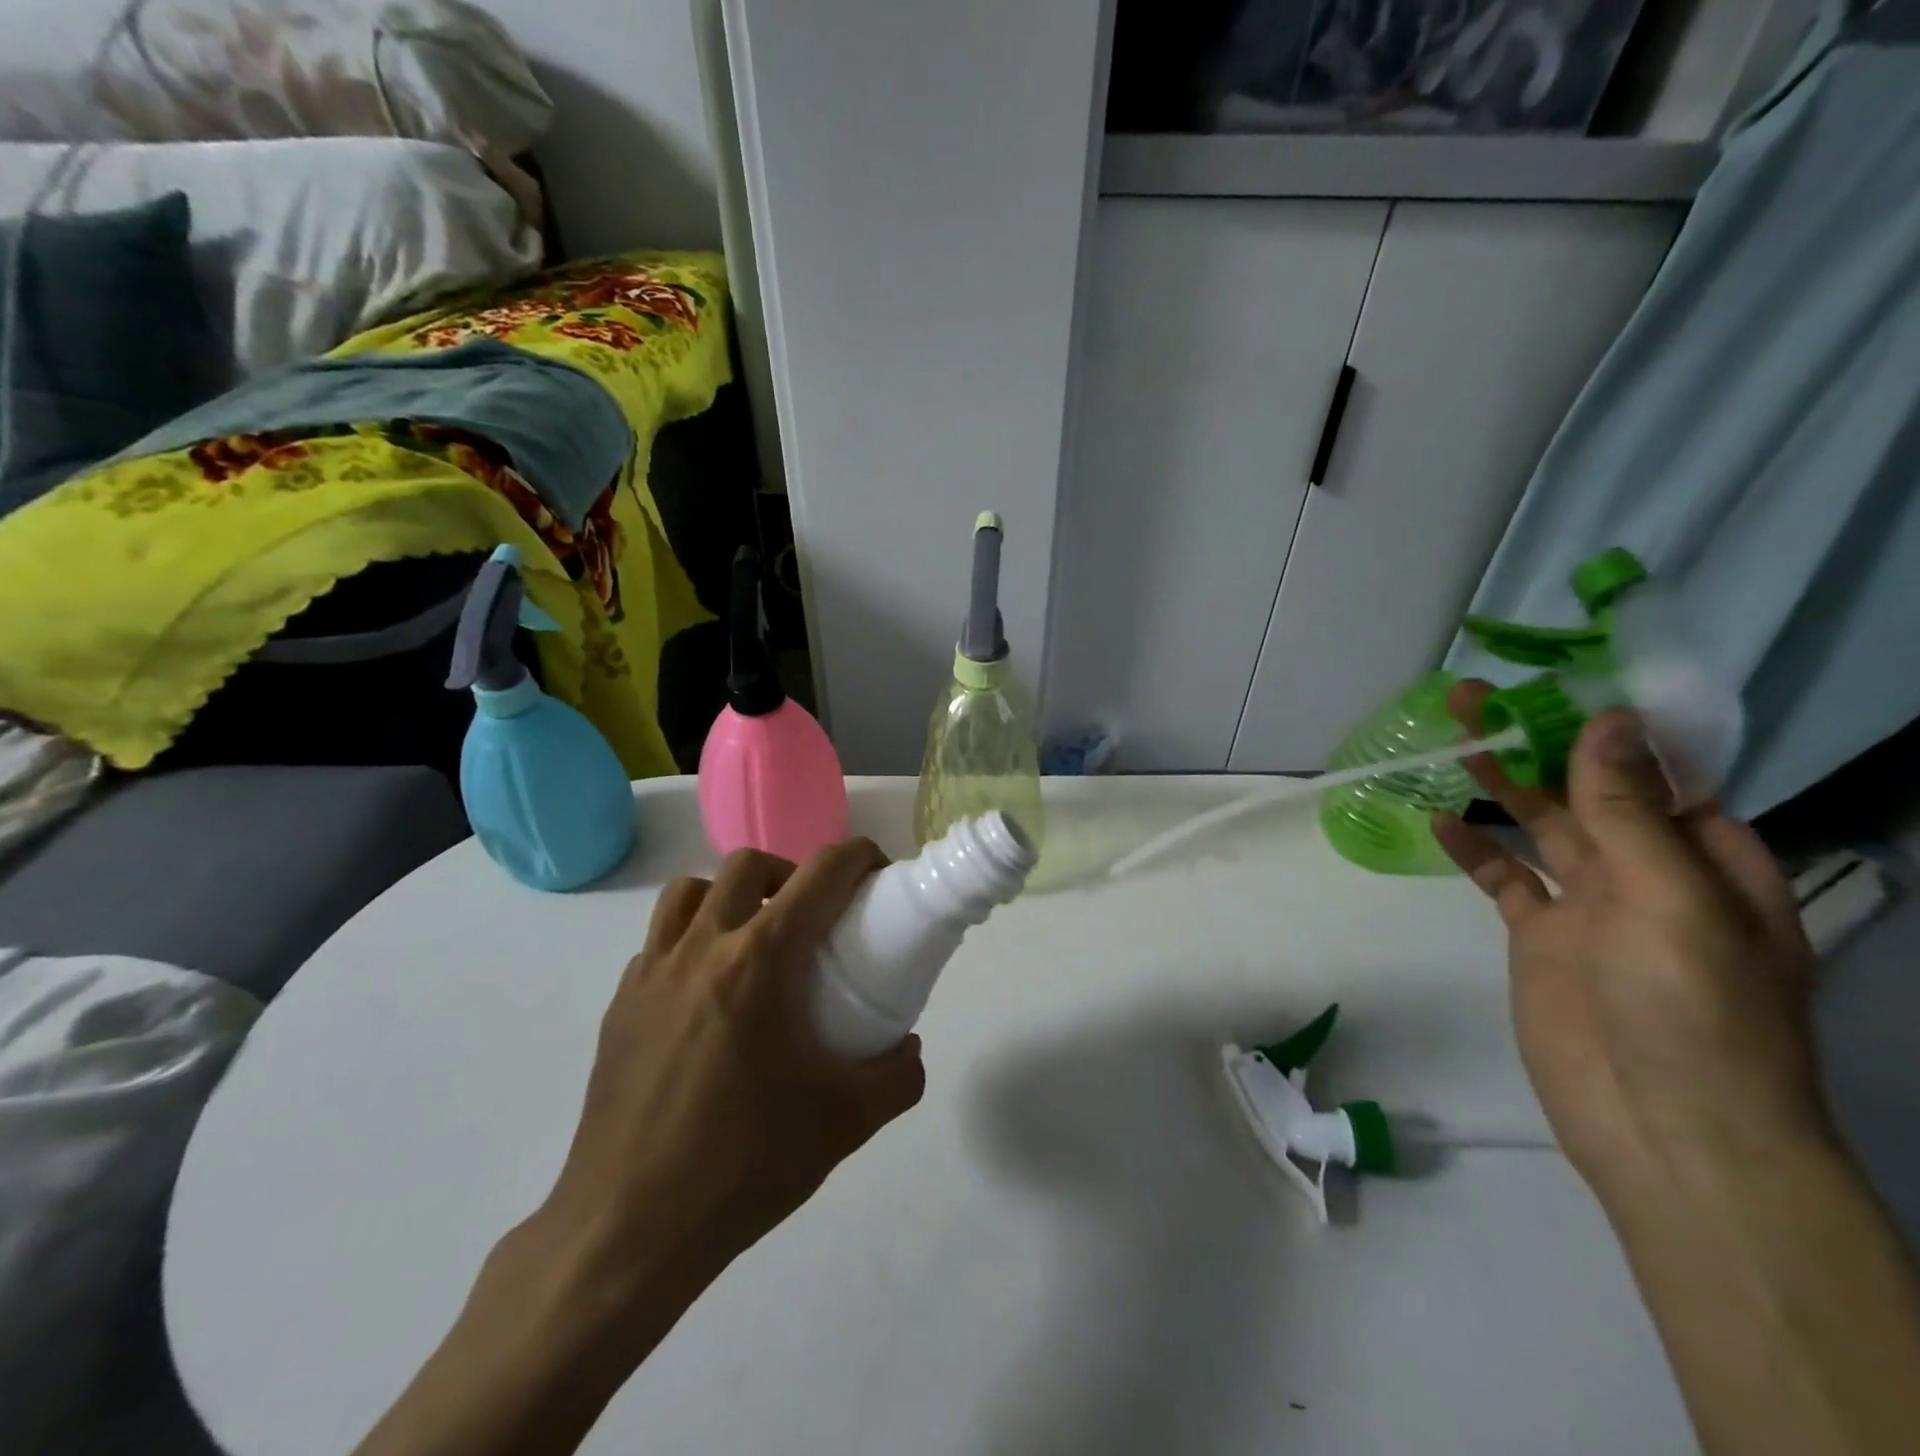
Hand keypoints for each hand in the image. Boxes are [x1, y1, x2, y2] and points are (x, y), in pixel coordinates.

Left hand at [354, 842, 926, 1455]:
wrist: (627, 1231)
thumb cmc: (742, 1165)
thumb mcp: (844, 1123)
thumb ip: (896, 1076)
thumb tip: (909, 1049)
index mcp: (759, 961)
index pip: (820, 874)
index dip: (858, 856)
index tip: (877, 874)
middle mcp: (701, 947)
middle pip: (749, 865)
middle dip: (792, 872)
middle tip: (814, 918)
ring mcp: (651, 973)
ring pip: (691, 890)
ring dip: (732, 896)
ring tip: (756, 942)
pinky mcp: (619, 1004)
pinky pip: (660, 941)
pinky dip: (692, 940)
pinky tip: (708, 995)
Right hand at [1432, 682, 1827, 1207]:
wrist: (1665, 1130)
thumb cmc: (1692, 1011)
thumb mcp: (1671, 901)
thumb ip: (1628, 812)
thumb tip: (1608, 722)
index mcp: (1709, 860)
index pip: (1661, 773)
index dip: (1610, 727)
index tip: (1559, 683)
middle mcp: (1651, 874)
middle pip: (1588, 791)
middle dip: (1539, 743)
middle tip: (1478, 697)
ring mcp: (1590, 907)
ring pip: (1540, 827)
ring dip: (1501, 784)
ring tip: (1453, 736)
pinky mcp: (1540, 937)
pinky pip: (1503, 879)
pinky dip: (1473, 848)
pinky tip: (1438, 818)